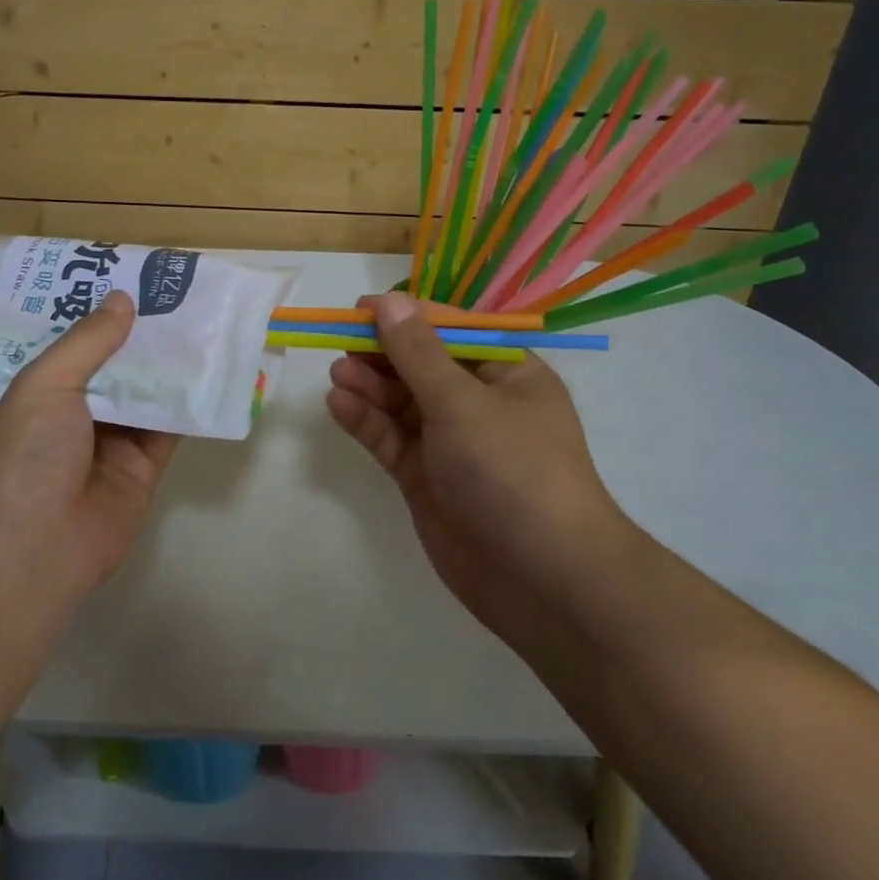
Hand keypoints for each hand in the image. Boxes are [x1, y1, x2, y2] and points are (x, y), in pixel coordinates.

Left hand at [0, 291, 179, 597]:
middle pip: (117, 365)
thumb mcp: (46, 385)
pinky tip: (216, 371)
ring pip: (148, 393)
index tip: (133, 278)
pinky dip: (191, 404)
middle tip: (181, 294)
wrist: (33, 549)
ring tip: (206, 321)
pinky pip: (171, 428)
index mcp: (42, 390)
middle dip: (144, 334)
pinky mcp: (144, 468)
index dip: (102, 312)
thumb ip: (87, 342)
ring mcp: (112, 441)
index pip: (75, 342)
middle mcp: (77, 412)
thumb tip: (122, 299)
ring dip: (173, 364)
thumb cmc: (26, 456)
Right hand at [325, 292, 637, 654]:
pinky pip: (391, 439)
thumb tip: (389, 301)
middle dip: (382, 354)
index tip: (360, 309)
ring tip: (337, 374)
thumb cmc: (512, 470)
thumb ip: (418, 353)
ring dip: (369, 386)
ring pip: (401, 403)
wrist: (541, 578)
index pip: (450, 331)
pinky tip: (338, 405)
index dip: (406, 316)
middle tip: (340, 343)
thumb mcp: (463, 402)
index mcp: (506, 374)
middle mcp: (478, 404)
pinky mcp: (426, 479)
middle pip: (421, 366)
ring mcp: (450, 444)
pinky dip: (366, 422)